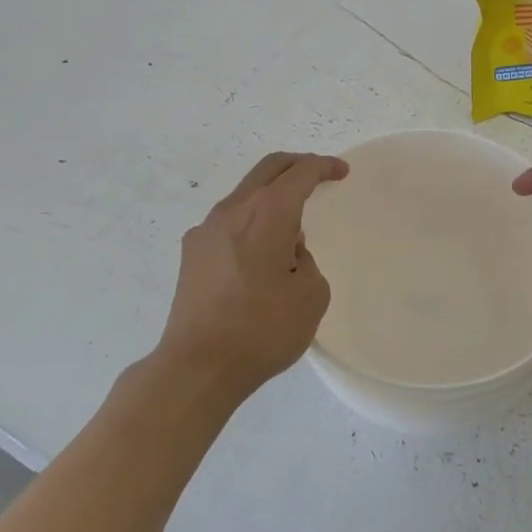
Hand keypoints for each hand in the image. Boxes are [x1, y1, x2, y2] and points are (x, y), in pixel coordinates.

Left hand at [152, 151, 347, 400]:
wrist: (197, 366)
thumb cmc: (261, 330)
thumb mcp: (311, 297)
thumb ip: (306, 262)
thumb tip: (286, 253)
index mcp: (267, 214)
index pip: (299, 173)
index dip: (323, 167)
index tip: (341, 171)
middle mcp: (232, 211)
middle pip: (267, 169)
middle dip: (296, 164)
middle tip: (318, 173)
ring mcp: (206, 230)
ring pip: (245, 195)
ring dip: (271, 196)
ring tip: (291, 228)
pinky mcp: (191, 254)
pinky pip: (229, 222)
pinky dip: (251, 221)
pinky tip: (259, 254)